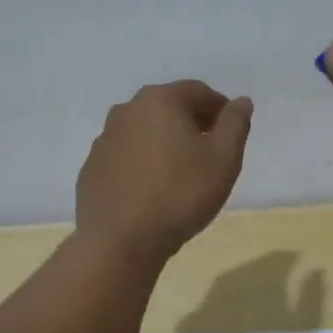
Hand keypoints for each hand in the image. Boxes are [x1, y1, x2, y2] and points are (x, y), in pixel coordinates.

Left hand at [76, 80, 252, 261]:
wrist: (120, 241)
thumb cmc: (180, 194)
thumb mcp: (224, 159)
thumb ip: (235, 124)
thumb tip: (241, 101)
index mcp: (160, 100)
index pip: (198, 91)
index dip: (219, 108)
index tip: (231, 131)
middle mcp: (127, 110)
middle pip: (168, 107)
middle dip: (192, 122)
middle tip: (210, 150)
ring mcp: (104, 139)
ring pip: (144, 131)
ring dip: (165, 141)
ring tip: (182, 171)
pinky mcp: (92, 167)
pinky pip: (125, 155)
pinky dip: (142, 162)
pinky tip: (152, 188)